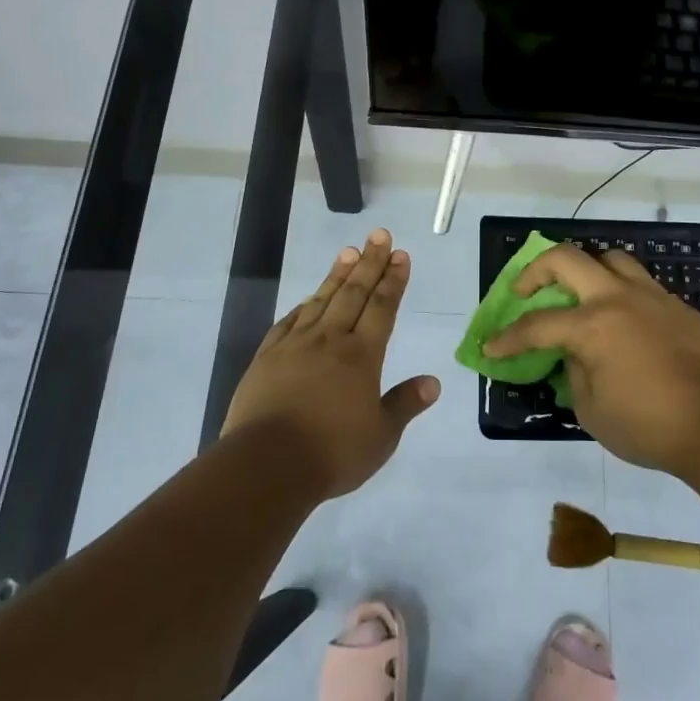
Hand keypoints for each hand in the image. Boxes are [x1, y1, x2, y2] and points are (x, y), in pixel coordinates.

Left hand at [223, 229, 440, 499]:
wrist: (266, 465)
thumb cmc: (332, 453)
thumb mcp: (381, 436)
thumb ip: (405, 404)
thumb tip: (433, 382)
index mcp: (361, 356)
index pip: (382, 307)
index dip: (393, 280)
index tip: (400, 255)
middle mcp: (330, 340)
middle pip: (353, 293)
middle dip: (369, 262)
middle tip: (379, 235)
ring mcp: (295, 345)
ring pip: (321, 300)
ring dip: (337, 275)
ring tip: (348, 252)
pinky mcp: (266, 357)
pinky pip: (289, 321)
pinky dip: (303, 305)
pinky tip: (308, 299)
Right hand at [483, 243, 699, 474]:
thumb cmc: (648, 426)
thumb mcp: (591, 411)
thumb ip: (574, 374)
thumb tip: (575, 355)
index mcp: (592, 326)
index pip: (537, 325)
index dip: (508, 337)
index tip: (491, 346)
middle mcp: (618, 298)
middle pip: (568, 259)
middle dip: (536, 270)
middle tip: (525, 291)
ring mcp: (653, 297)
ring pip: (611, 258)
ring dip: (586, 269)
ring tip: (580, 293)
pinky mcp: (679, 307)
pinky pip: (642, 285)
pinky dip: (622, 292)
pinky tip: (624, 321)